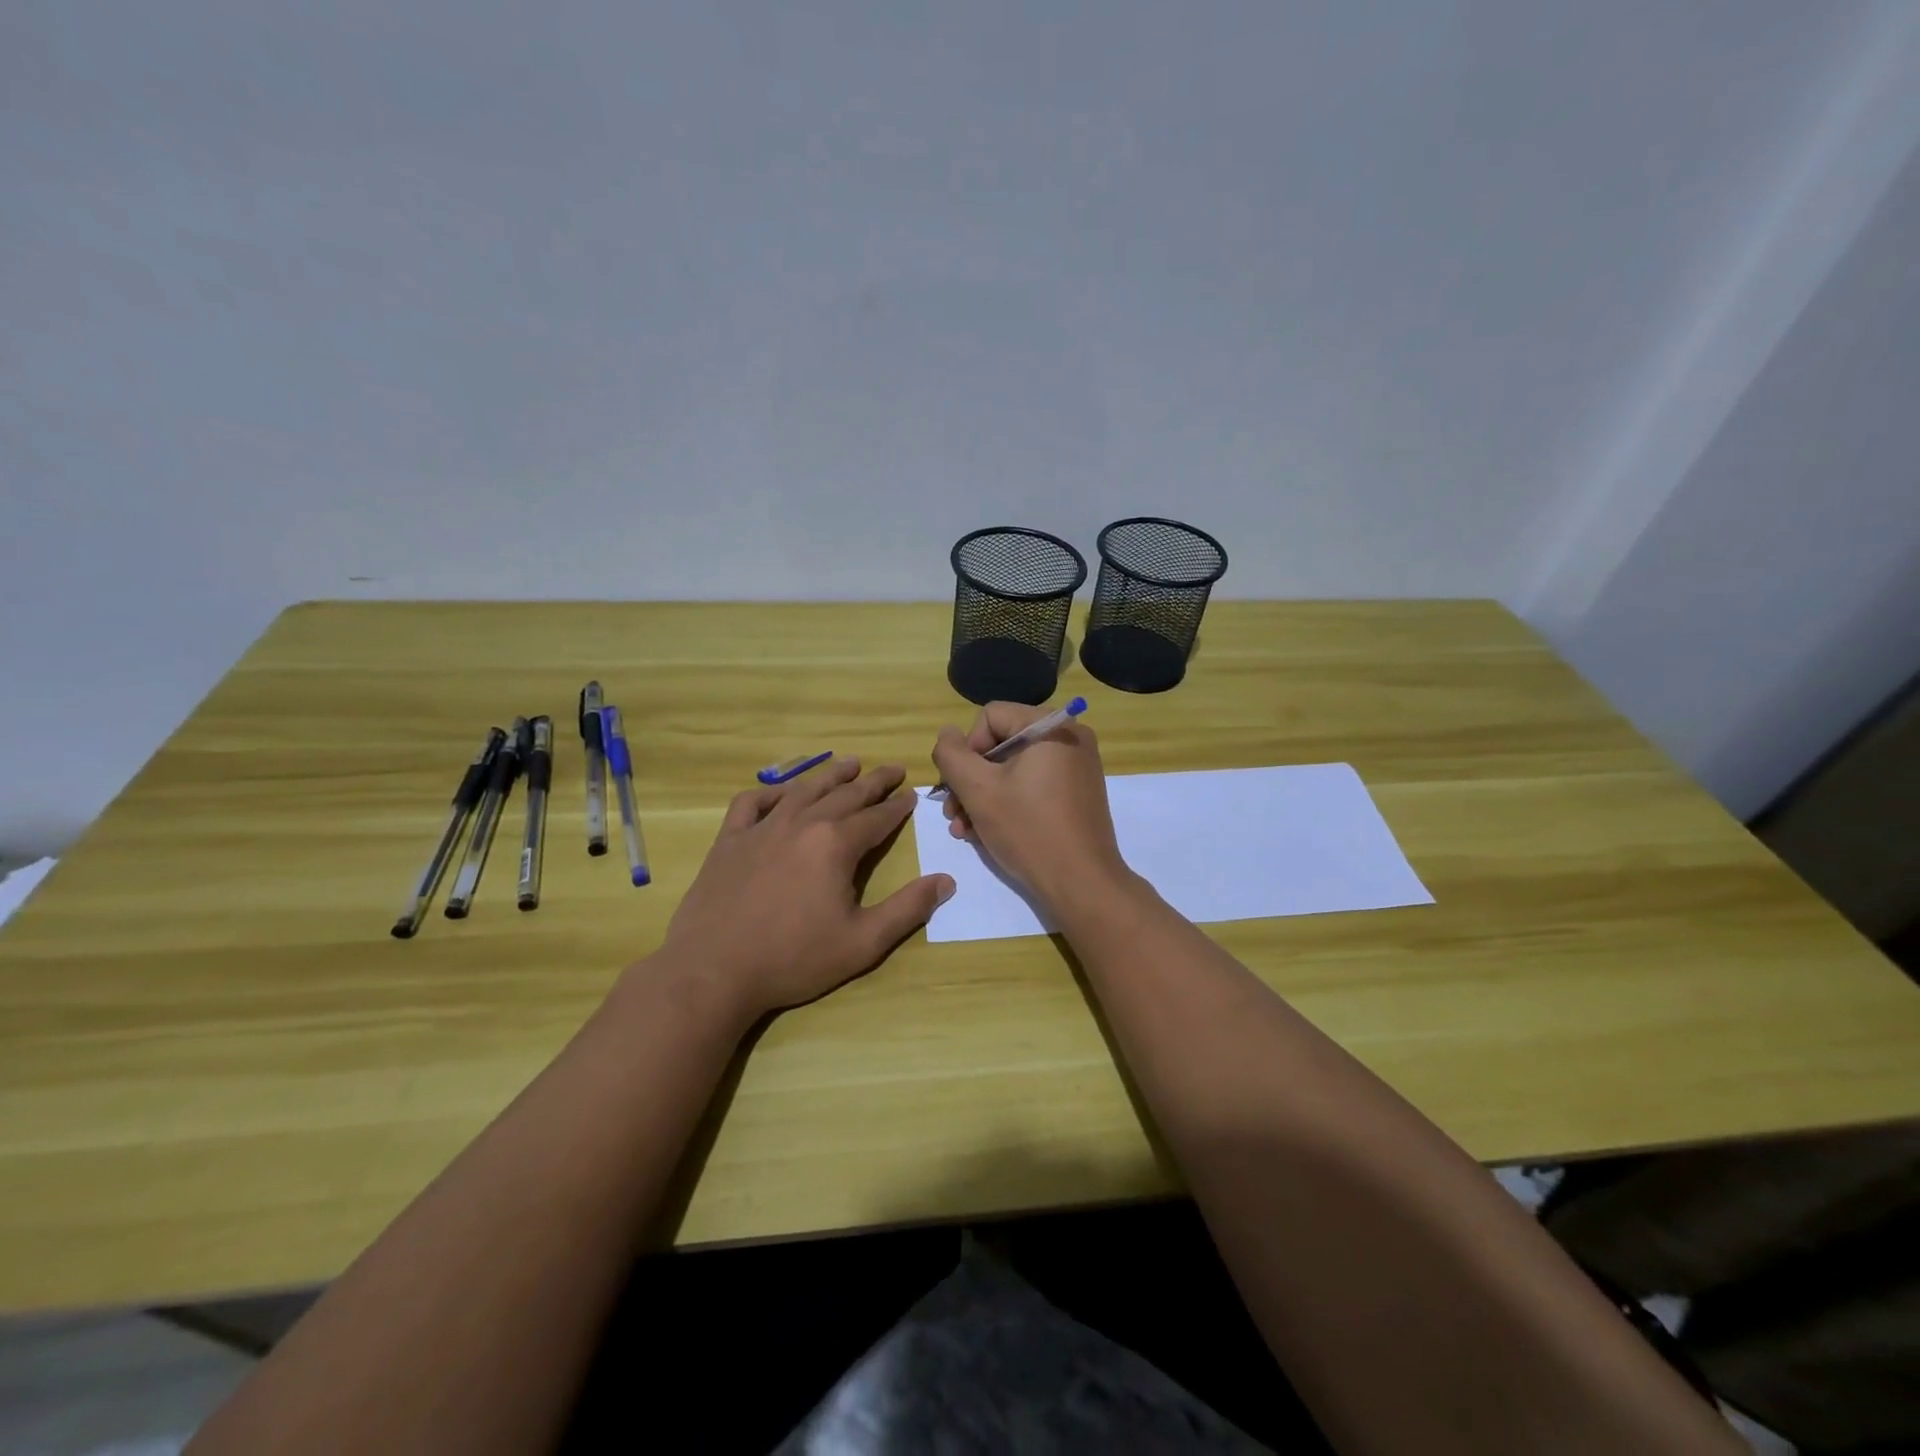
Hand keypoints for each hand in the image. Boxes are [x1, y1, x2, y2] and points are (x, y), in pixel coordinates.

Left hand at [653, 758, 952, 1022]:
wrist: (713, 971)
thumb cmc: (793, 959)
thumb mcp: (863, 943)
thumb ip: (907, 909)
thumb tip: (946, 881)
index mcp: (836, 844)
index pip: (877, 817)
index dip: (898, 806)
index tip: (911, 795)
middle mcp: (802, 823)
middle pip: (845, 794)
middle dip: (873, 782)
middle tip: (892, 769)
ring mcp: (762, 828)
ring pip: (803, 789)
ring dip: (830, 775)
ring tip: (849, 763)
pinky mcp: (729, 840)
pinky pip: (751, 803)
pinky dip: (770, 793)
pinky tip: (780, 795)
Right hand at [931, 703, 1129, 911]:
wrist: (1082, 884)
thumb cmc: (1028, 830)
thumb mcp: (978, 790)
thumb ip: (952, 755)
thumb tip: (947, 734)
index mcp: (1051, 726)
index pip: (990, 717)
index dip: (967, 749)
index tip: (960, 787)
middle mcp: (1070, 737)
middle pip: (1001, 744)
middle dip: (971, 780)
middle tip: (953, 814)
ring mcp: (1077, 766)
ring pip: (1014, 769)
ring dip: (983, 796)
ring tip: (964, 830)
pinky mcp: (1078, 793)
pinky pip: (1033, 785)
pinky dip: (1008, 803)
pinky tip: (987, 833)